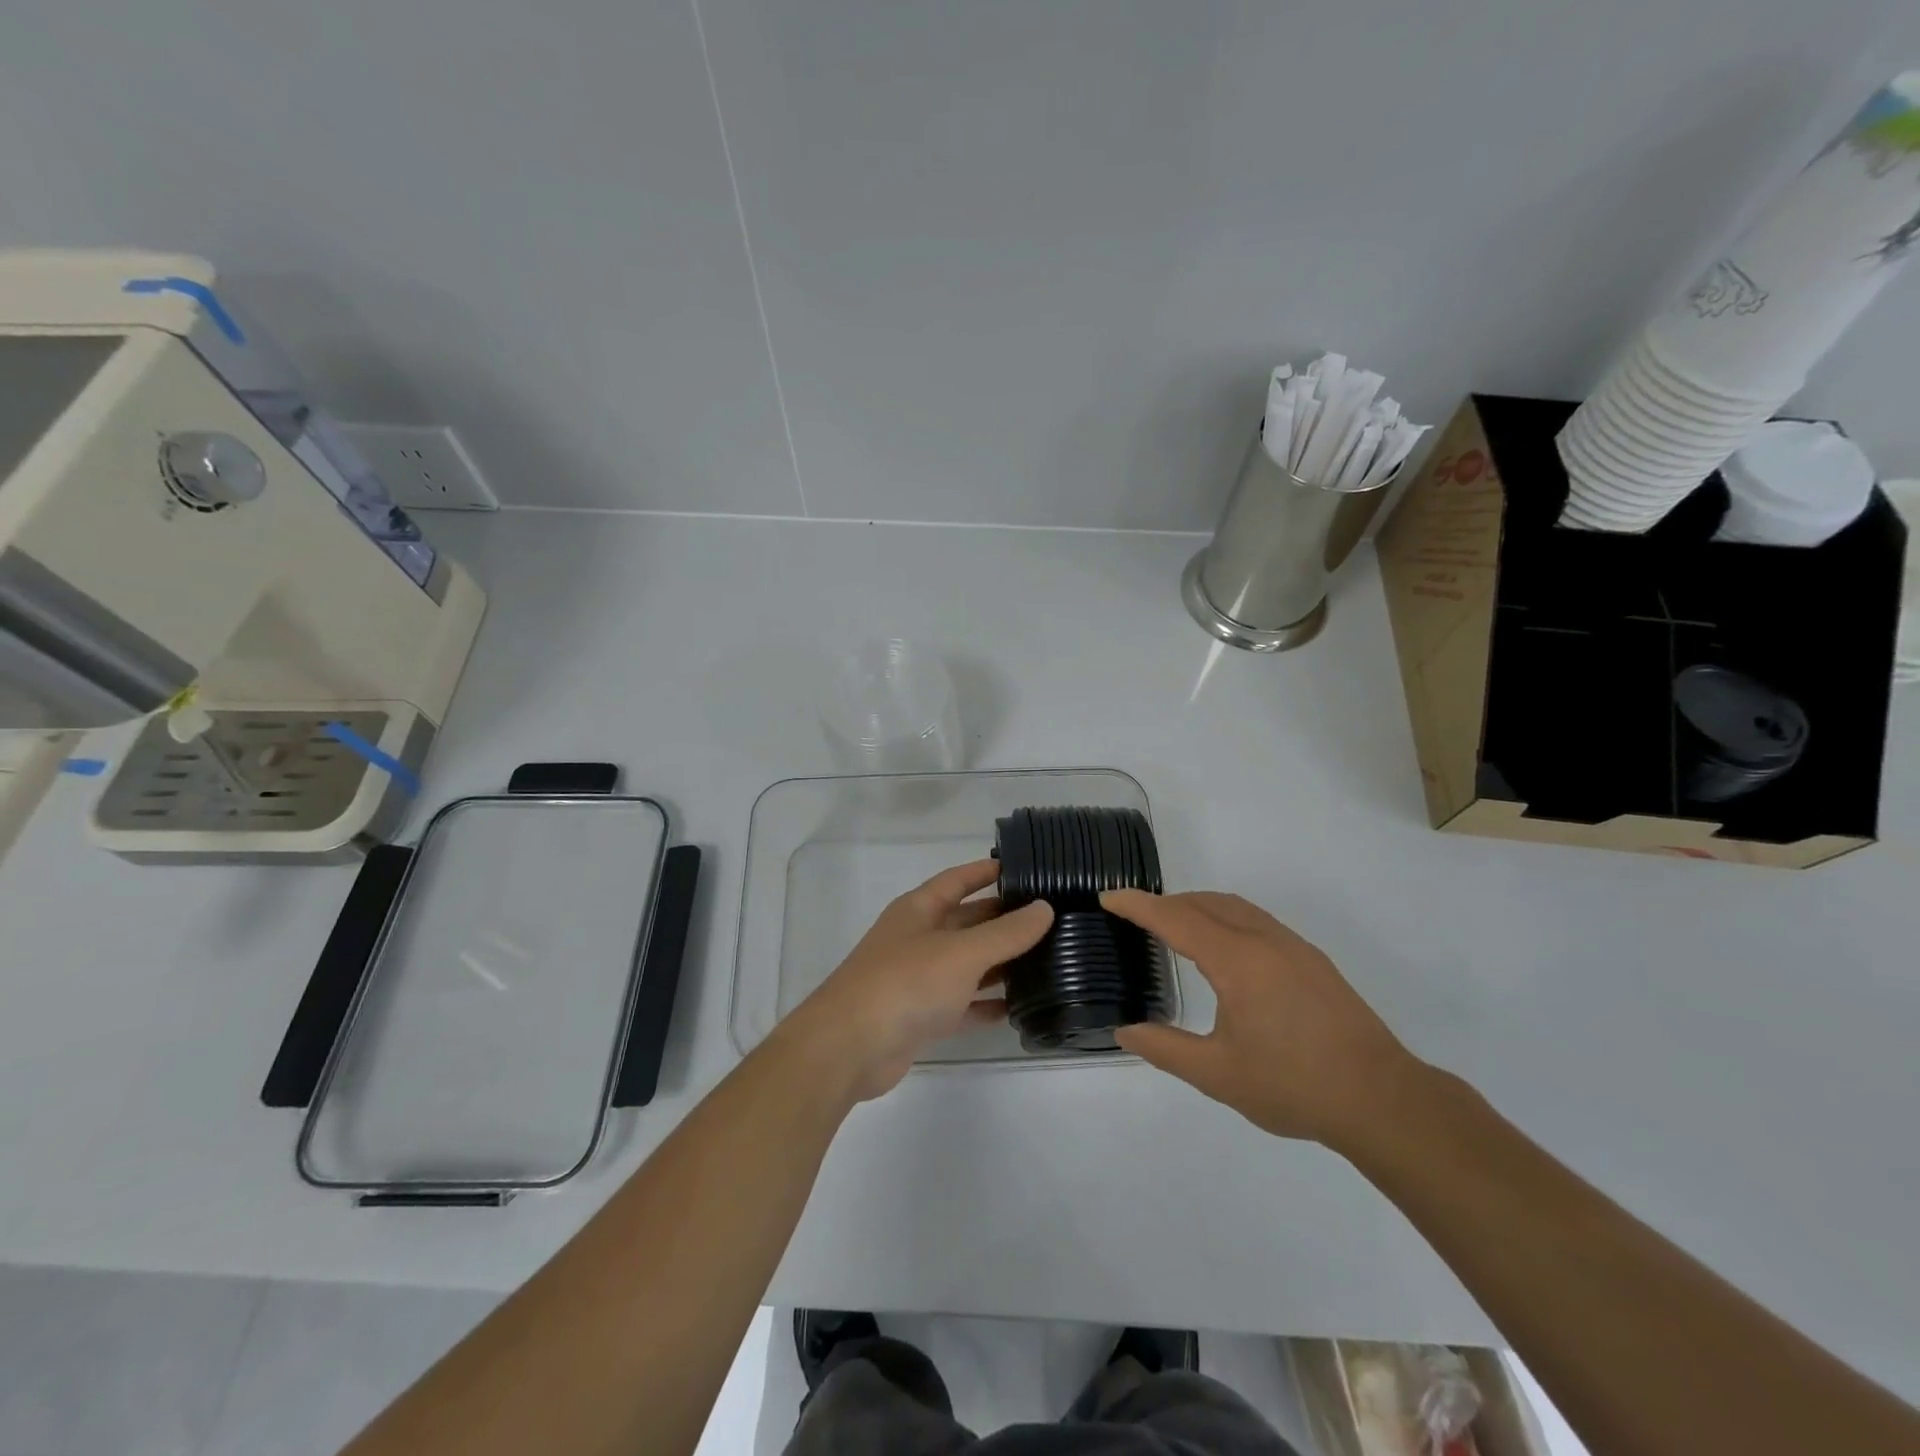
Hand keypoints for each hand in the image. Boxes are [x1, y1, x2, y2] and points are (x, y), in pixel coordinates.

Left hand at [785, 860, 1052, 1101]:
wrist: (849, 1047)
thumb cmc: (905, 983)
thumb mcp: (962, 952)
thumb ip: (1006, 932)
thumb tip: (1044, 908)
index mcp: (919, 909)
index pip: (958, 879)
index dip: (987, 871)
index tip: (1024, 867)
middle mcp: (918, 938)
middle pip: (967, 921)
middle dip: (1003, 919)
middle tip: (1050, 919)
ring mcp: (918, 978)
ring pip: (967, 964)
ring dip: (1000, 963)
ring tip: (1047, 960)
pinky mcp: (921, 1016)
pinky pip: (961, 1004)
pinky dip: (986, 1004)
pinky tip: (1018, 1008)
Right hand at [1103, 890, 1426, 1150]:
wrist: (1382, 1100)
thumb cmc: (1293, 1085)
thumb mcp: (1217, 1075)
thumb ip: (1165, 1049)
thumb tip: (1124, 1032)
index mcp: (1237, 960)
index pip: (1175, 918)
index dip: (1138, 905)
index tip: (1108, 897)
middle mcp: (1264, 940)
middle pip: (1205, 903)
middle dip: (1166, 902)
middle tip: (1135, 917)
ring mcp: (1294, 947)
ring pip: (1235, 908)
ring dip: (1199, 907)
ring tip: (1174, 926)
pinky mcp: (1313, 961)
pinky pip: (1257, 921)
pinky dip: (1226, 918)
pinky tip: (1225, 950)